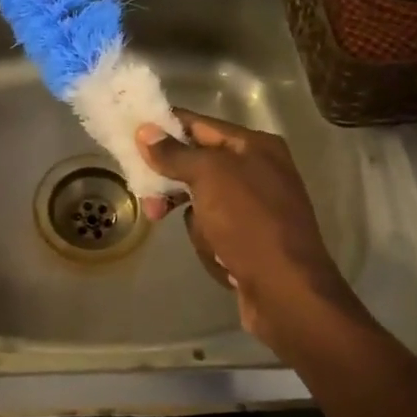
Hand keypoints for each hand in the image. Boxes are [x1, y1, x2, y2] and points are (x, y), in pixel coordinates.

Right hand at [135, 110, 347, 346]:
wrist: (287, 292)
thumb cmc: (249, 223)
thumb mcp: (208, 177)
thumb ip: (175, 153)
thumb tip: (145, 131)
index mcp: (255, 145)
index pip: (198, 125)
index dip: (164, 128)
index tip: (130, 135)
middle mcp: (258, 170)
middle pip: (196, 165)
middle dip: (173, 185)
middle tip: (149, 201)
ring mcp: (255, 207)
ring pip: (201, 201)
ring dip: (196, 221)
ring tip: (208, 239)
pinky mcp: (251, 239)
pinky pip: (214, 229)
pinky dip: (210, 241)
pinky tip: (221, 256)